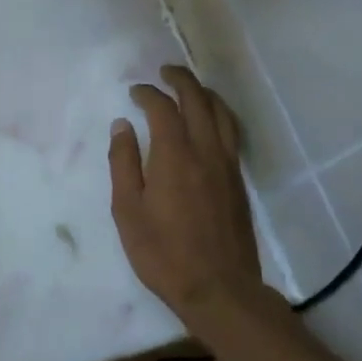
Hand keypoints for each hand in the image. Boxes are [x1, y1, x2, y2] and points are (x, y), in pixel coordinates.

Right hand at [109, 66, 261, 319]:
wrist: (219, 289)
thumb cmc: (163, 253)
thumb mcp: (128, 211)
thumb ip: (124, 164)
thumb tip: (122, 126)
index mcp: (175, 156)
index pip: (164, 108)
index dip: (148, 93)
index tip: (135, 91)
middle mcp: (206, 152)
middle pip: (199, 101)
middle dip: (181, 80)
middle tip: (165, 71)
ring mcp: (227, 166)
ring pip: (222, 114)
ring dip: (205, 94)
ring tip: (191, 88)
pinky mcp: (239, 182)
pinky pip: (232, 133)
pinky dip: (220, 115)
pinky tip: (211, 123)